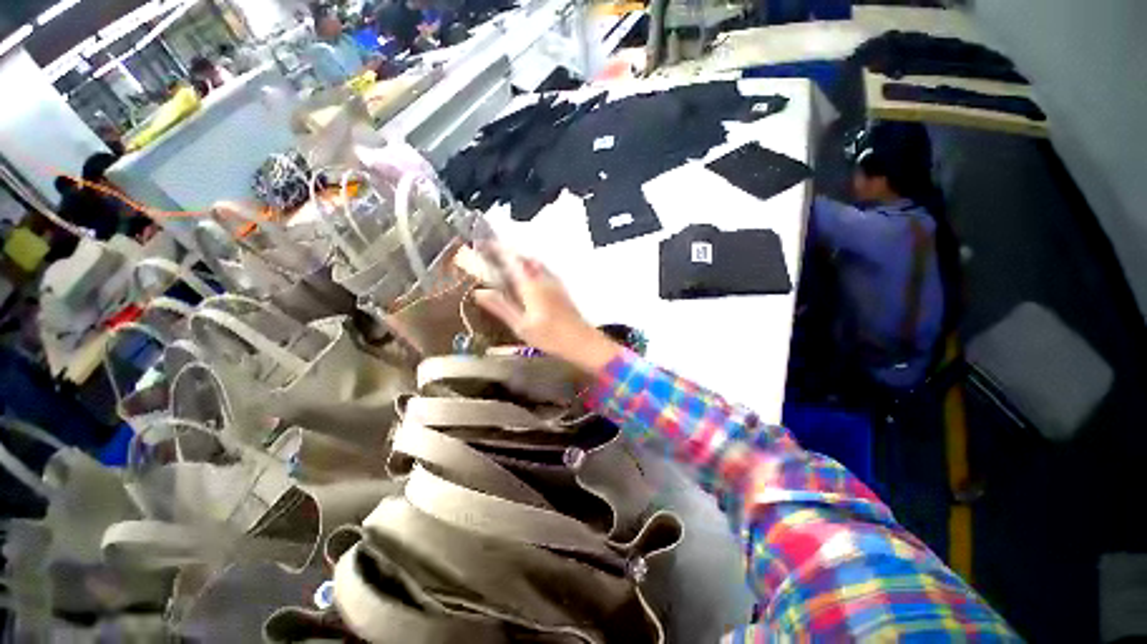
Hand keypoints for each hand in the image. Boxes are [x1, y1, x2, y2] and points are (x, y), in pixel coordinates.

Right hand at [473, 246, 622, 373]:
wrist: (581, 341)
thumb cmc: (550, 337)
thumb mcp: (521, 326)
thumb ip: (501, 308)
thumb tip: (479, 292)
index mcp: (531, 286)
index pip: (511, 260)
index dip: (496, 249)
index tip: (483, 243)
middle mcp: (544, 279)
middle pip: (524, 258)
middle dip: (508, 252)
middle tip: (493, 253)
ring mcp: (555, 283)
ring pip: (535, 263)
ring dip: (520, 259)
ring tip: (507, 263)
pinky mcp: (562, 289)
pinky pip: (544, 270)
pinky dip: (532, 267)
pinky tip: (529, 277)